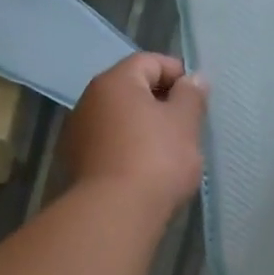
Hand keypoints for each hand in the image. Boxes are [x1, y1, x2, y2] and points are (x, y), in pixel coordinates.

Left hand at [62, 53, 207, 212]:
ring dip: (142, 126)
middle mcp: (89, 100)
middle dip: (159, 101)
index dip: (177, 73)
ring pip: (118, 119)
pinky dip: (127, 148)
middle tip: (187, 123)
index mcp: (115, 82)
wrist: (115, 213)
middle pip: (130, 89)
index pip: (148, 62)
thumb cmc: (156, 159)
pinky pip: (108, 144)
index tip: (197, 96)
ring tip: (168, 149)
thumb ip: (191, 96)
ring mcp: (77, 133)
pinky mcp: (76, 163)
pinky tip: (145, 169)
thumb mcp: (185, 123)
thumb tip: (193, 79)